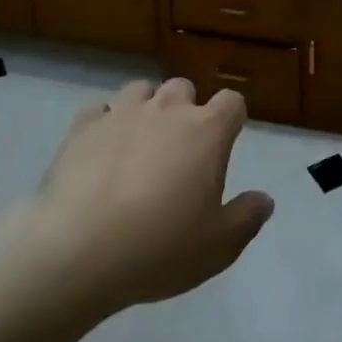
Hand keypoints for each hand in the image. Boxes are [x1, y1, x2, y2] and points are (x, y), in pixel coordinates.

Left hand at [17, 79, 273, 318]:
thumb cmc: (158, 248)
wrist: (76, 252)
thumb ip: (247, 218)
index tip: (224, 143)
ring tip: (138, 145)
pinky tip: (100, 151)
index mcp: (206, 130)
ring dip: (145, 110)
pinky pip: (98, 110)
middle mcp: (168, 108)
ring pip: (141, 90)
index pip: (232, 102)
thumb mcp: (217, 247)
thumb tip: (265, 199)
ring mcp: (122, 112)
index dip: (231, 119)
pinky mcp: (83, 126)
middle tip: (178, 151)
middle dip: (185, 111)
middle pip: (184, 89)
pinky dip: (103, 123)